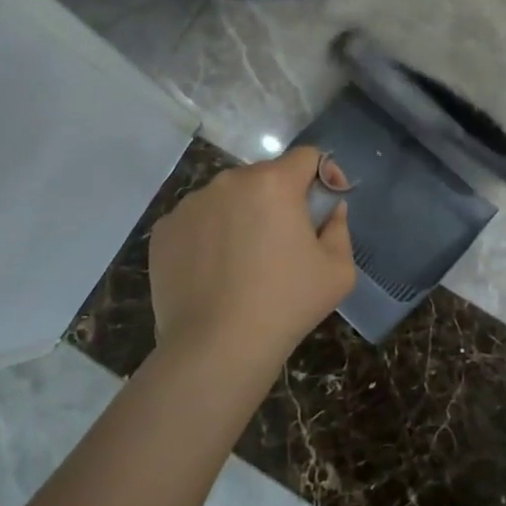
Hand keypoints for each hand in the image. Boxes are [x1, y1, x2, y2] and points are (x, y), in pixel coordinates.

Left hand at [148, 147, 355, 372]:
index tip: (325, 206)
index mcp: (274, 183)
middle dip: (281, 199)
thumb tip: (330, 209)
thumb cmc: (285, 305)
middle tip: (286, 241)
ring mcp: (191, 203)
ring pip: (228, 198)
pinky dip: (210, 235)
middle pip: (265, 177)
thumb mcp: (338, 271)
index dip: (323, 175)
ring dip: (243, 215)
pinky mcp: (165, 229)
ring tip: (246, 261)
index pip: (307, 156)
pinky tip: (214, 272)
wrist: (215, 348)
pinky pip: (198, 220)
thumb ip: (339, 227)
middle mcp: (229, 181)